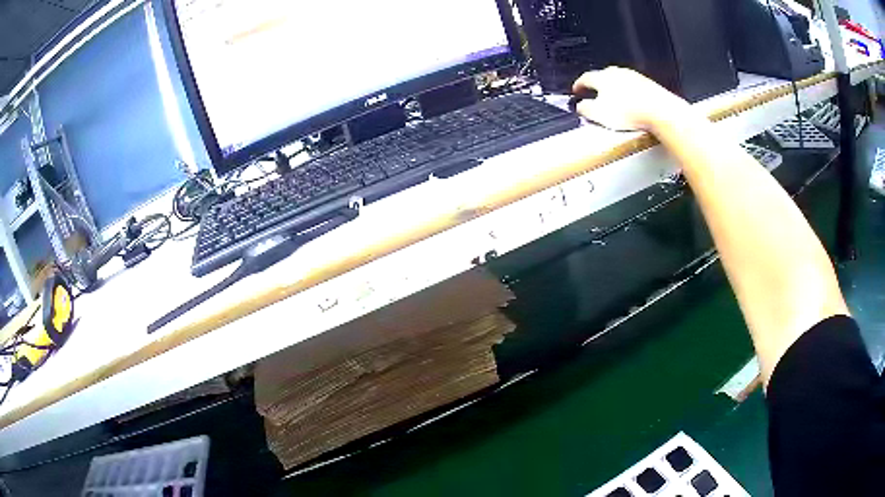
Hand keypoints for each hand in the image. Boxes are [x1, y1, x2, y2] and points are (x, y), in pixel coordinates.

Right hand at [572, 67, 691, 131]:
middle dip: (597, 86)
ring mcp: (633, 76)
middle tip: (595, 96)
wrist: (659, 111)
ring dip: (614, 89)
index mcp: (601, 77)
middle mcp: (616, 72)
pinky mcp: (647, 84)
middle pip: (602, 77)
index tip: (576, 91)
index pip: (585, 78)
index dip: (578, 85)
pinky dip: (628, 94)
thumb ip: (585, 109)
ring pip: (618, 81)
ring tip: (614, 102)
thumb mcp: (599, 114)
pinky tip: (631, 104)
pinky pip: (633, 87)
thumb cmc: (629, 112)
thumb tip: (579, 106)